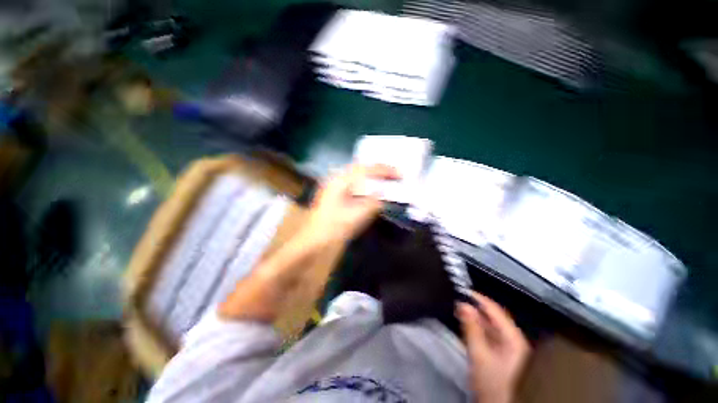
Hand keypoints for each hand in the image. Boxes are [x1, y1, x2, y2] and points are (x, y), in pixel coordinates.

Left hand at [303, 164, 399, 245]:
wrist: (313, 239)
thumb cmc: (334, 228)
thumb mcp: (357, 216)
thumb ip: (373, 203)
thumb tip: (383, 193)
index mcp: (341, 181)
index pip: (367, 169)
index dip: (385, 170)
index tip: (400, 174)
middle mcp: (337, 178)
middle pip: (362, 167)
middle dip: (379, 169)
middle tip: (394, 174)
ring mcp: (334, 185)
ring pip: (357, 173)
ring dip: (372, 174)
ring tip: (386, 178)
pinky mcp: (334, 192)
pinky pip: (354, 181)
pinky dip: (365, 182)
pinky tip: (371, 187)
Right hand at [458, 292, 530, 402]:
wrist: (496, 402)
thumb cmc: (490, 381)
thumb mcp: (479, 354)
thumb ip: (471, 327)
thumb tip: (463, 304)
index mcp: (512, 337)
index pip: (495, 309)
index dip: (478, 298)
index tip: (462, 290)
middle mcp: (512, 337)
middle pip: (493, 315)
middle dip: (475, 307)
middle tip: (458, 299)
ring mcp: (508, 345)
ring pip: (490, 323)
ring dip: (475, 316)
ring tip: (459, 309)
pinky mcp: (501, 350)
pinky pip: (488, 332)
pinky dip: (477, 326)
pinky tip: (466, 323)